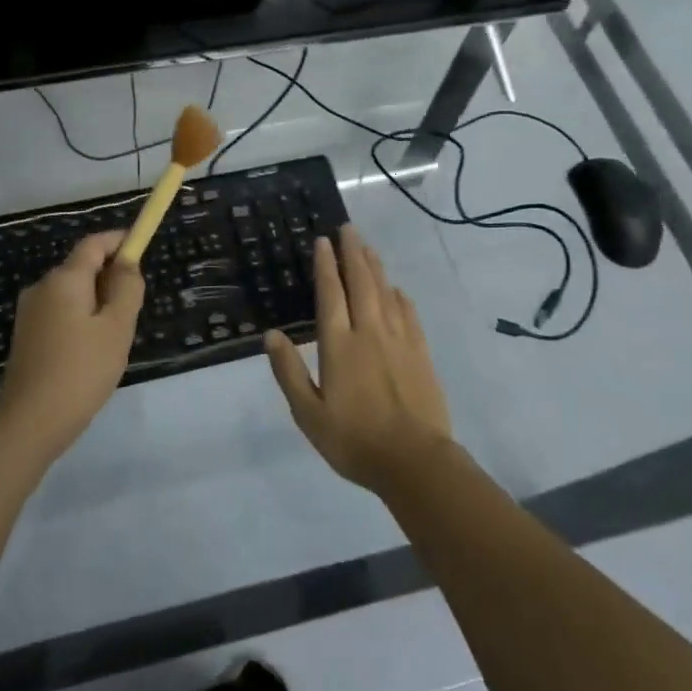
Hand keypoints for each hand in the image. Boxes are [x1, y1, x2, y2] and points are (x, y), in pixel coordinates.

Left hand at [0, 230, 144, 462]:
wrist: (29, 423)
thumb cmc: (81, 371)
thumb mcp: (116, 328)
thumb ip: (127, 289)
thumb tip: (128, 263)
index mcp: (64, 279)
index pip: (93, 244)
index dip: (119, 240)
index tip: (142, 245)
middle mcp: (42, 288)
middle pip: (82, 268)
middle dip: (111, 277)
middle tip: (134, 309)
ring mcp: (30, 313)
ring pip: (73, 294)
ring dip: (98, 302)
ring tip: (115, 338)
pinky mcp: (26, 337)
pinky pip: (61, 314)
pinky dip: (82, 320)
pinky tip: (92, 353)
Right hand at [265, 225, 454, 493]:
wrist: (415, 462)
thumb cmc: (354, 440)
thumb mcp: (308, 414)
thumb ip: (289, 372)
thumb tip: (271, 335)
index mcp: (338, 345)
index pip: (330, 294)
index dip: (325, 265)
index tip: (322, 241)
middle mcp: (369, 332)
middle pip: (361, 283)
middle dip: (352, 253)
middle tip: (347, 229)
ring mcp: (399, 340)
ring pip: (385, 292)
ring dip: (375, 266)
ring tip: (367, 247)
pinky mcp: (420, 353)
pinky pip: (408, 314)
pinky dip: (399, 296)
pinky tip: (396, 289)